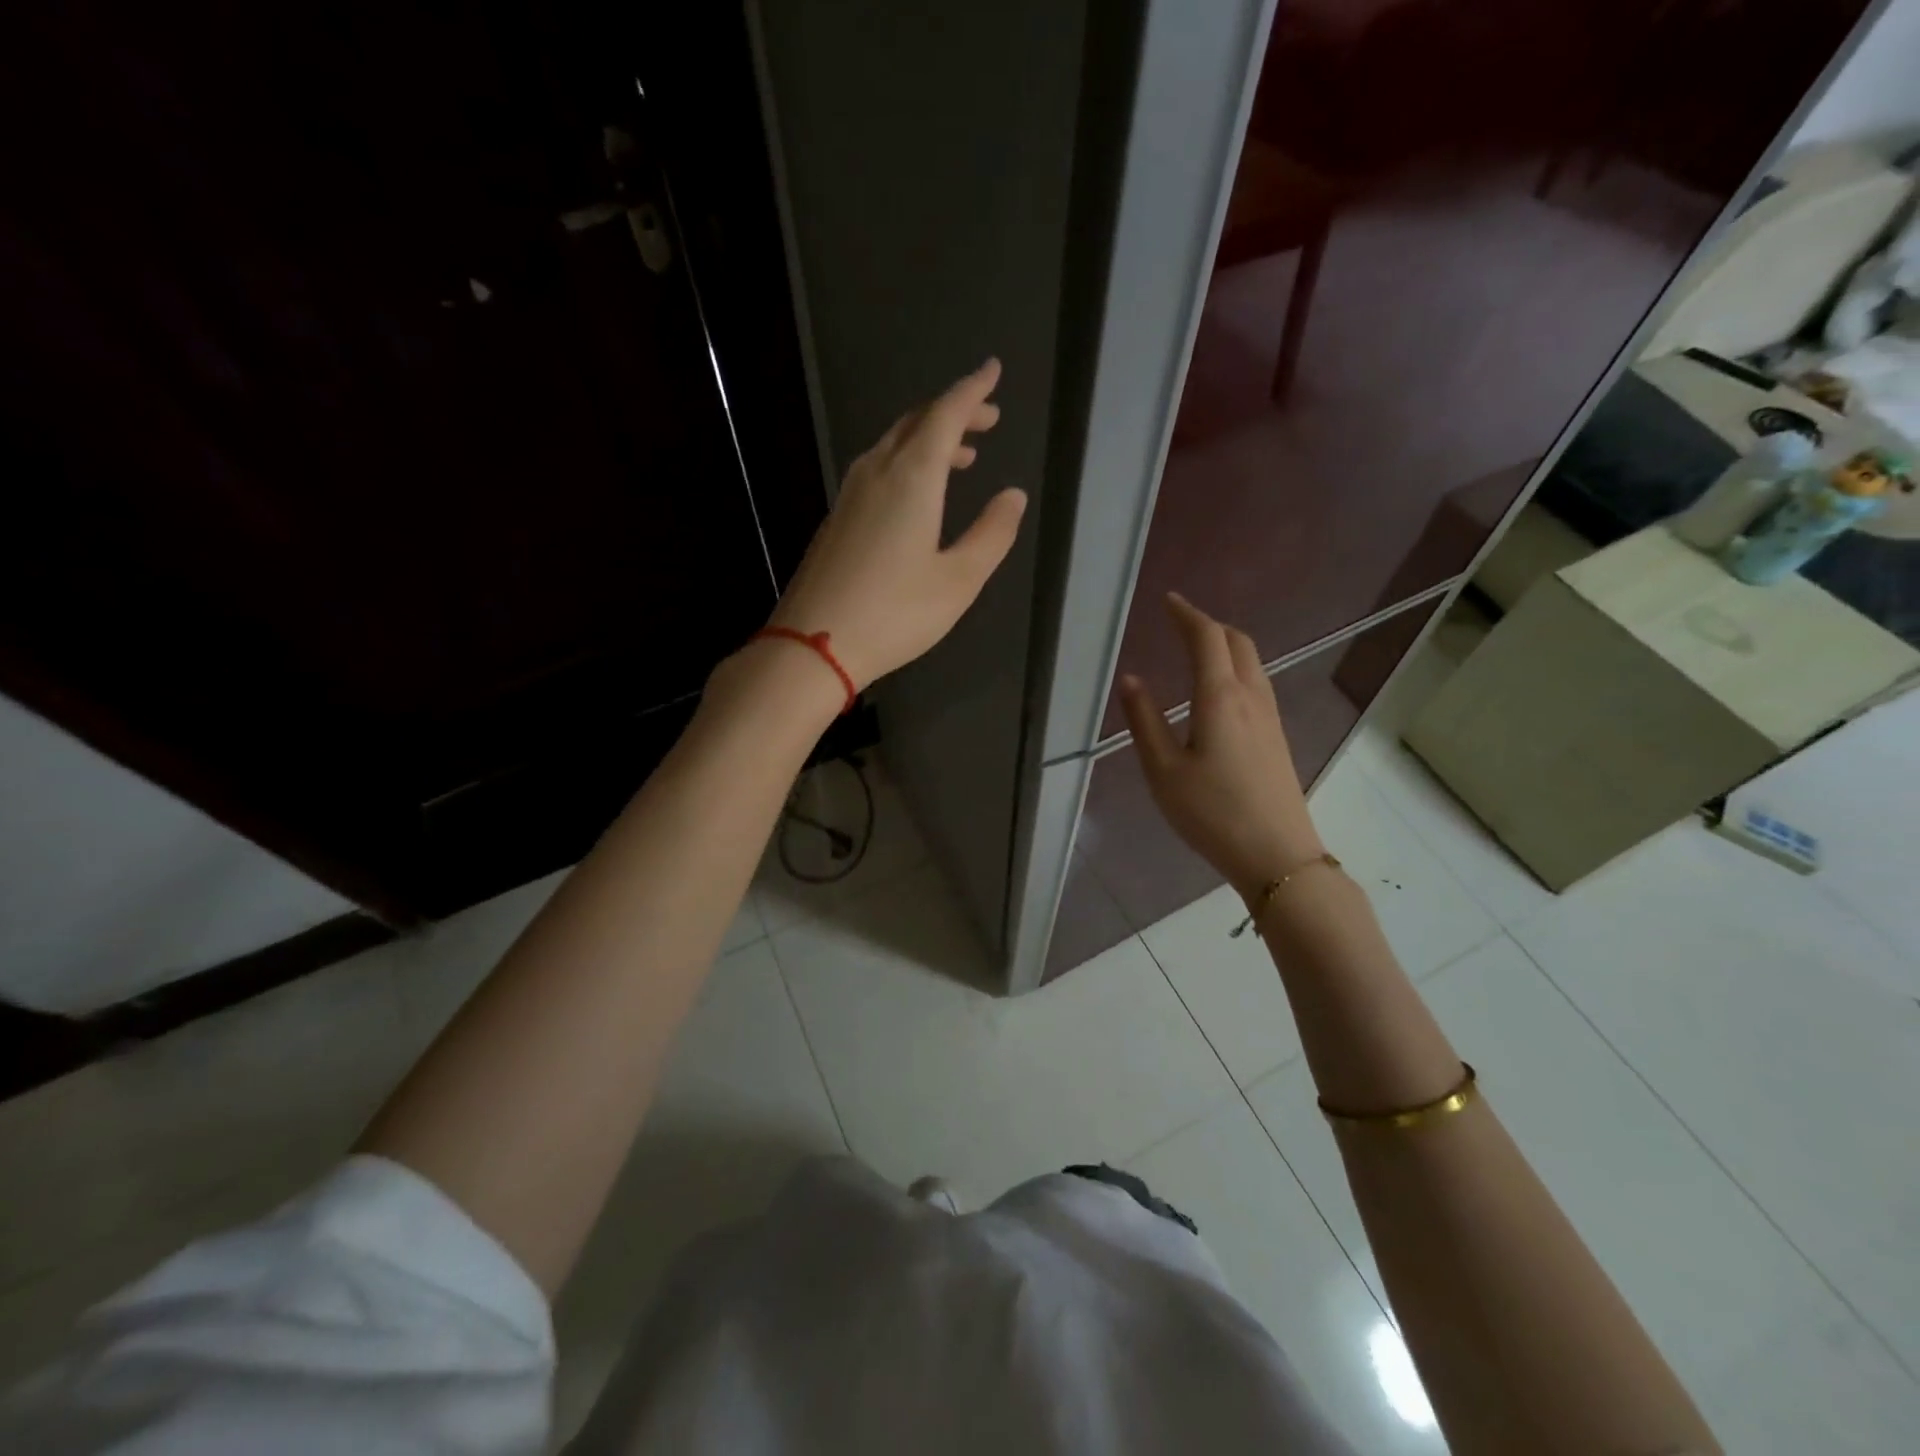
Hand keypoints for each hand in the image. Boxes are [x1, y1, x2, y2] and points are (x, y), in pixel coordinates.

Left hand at [766, 358, 1025, 689]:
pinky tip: (917, 491)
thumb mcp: (958, 581)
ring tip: (961, 455)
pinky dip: (907, 462)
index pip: (946, 415)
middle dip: (953, 412)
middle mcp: (877, 472)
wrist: (813, 643)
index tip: (992, 370)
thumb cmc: (895, 614)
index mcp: (912, 478)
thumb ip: (991, 534)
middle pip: (917, 423)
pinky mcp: (837, 517)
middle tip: (986, 417)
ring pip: (893, 445)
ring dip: (929, 438)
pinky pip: (877, 468)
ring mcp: (850, 493)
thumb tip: (1012, 496)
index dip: (972, 391)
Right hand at [1119, 593, 1323, 903]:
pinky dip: (1236, 667)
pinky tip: (1220, 691)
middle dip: (1209, 625)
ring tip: (1198, 649)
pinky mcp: (1277, 736)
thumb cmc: (1212, 814)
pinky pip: (1257, 682)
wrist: (1277, 855)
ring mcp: (1270, 717)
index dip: (1187, 614)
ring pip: (1252, 662)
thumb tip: (1131, 680)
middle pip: (1237, 642)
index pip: (1207, 639)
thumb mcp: (1163, 771)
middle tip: (1180, 623)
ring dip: (1226, 645)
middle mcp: (1251, 697)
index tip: (1168, 601)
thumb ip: (1144, 722)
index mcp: (1220, 698)